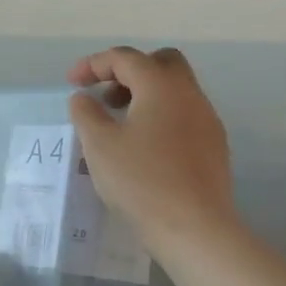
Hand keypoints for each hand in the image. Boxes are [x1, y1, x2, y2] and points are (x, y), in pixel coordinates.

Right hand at [68, 47, 240, 253]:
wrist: (194, 227)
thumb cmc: (140, 181)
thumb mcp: (98, 145)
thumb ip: (86, 113)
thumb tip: (83, 98)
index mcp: (161, 86)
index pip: (125, 58)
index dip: (94, 64)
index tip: (72, 83)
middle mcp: (190, 94)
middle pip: (160, 63)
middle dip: (128, 71)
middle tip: (104, 95)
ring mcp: (207, 120)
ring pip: (175, 90)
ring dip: (145, 95)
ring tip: (119, 123)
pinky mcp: (214, 146)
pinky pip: (184, 115)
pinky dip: (160, 116)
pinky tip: (143, 146)